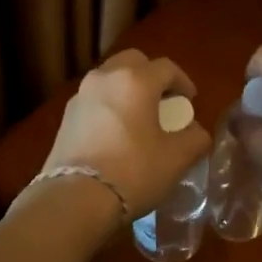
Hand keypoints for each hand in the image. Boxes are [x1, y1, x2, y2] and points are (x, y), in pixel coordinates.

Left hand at [39, 49, 211, 219]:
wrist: (75, 199)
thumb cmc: (133, 171)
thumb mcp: (176, 158)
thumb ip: (195, 138)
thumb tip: (195, 132)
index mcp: (136, 80)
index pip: (167, 67)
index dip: (184, 83)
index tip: (190, 103)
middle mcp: (105, 77)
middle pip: (134, 62)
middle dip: (152, 77)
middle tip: (163, 102)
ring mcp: (81, 95)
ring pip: (111, 78)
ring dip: (129, 89)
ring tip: (140, 118)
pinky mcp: (66, 116)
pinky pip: (95, 99)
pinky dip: (110, 106)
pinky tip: (116, 134)